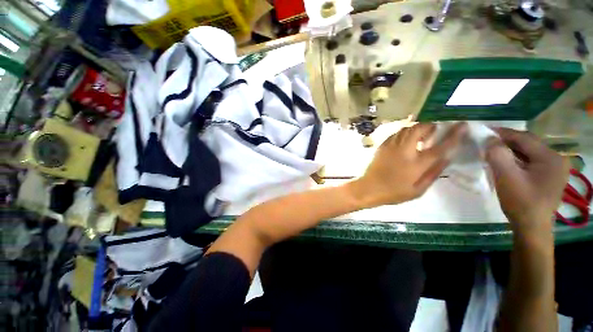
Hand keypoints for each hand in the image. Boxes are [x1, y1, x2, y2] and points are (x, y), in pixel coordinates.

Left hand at [349, 122, 466, 207]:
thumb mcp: (418, 190)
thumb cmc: (394, 192)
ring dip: (417, 128)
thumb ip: (433, 173)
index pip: (440, 146)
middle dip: (430, 125)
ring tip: (421, 135)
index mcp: (416, 164)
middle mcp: (404, 151)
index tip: (462, 125)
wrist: (369, 188)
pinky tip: (406, 139)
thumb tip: (447, 158)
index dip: (453, 135)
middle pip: (420, 129)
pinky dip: (404, 132)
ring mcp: (391, 146)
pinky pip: (396, 133)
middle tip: (434, 131)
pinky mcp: (382, 146)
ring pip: (406, 128)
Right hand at [485, 128, 569, 231]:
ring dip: (510, 150)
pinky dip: (516, 159)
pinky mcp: (548, 175)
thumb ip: (498, 155)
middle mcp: (557, 159)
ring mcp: (554, 168)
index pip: (524, 138)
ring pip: (528, 152)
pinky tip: (505, 162)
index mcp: (551, 157)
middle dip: (506, 141)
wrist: (532, 227)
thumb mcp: (506, 177)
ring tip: (492, 151)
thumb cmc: (521, 202)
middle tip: (486, 141)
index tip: (483, 130)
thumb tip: (489, 139)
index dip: (502, 132)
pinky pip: (530, 161)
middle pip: (527, 144)